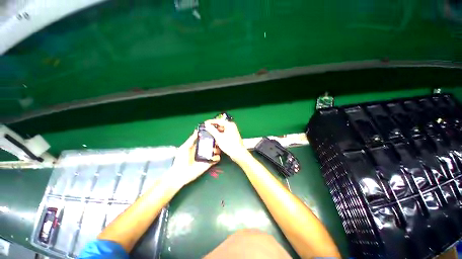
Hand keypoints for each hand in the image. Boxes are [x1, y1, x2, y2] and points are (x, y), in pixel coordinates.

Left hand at [167, 130, 220, 187]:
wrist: (180, 174)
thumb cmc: (180, 160)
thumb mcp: (184, 147)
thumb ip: (191, 139)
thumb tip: (196, 130)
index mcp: (197, 146)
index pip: (205, 140)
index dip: (210, 136)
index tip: (214, 132)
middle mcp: (203, 151)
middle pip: (212, 145)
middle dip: (215, 142)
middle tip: (218, 140)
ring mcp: (206, 157)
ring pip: (215, 151)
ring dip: (217, 149)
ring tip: (216, 148)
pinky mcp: (208, 164)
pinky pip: (215, 160)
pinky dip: (217, 157)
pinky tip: (216, 155)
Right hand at [204, 119, 249, 161]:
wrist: (238, 153)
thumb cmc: (229, 144)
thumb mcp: (219, 137)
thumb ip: (212, 130)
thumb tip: (207, 124)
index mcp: (229, 124)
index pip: (218, 121)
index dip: (211, 122)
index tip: (204, 123)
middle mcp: (231, 127)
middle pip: (220, 125)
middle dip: (213, 128)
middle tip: (207, 130)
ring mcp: (232, 131)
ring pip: (222, 130)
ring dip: (216, 133)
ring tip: (210, 135)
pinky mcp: (232, 136)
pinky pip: (224, 134)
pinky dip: (220, 136)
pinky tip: (216, 140)